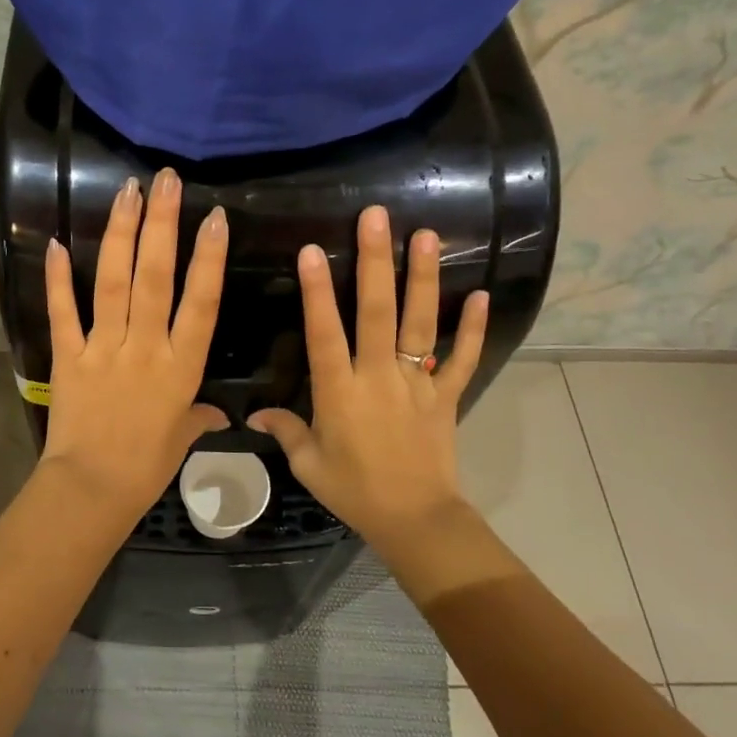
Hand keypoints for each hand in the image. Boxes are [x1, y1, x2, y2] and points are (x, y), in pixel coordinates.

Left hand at [39, 167, 229, 520]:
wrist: (92, 490)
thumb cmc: (146, 467)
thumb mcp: (181, 439)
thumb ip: (199, 417)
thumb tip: (220, 415)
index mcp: (181, 366)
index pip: (201, 302)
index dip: (209, 258)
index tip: (215, 218)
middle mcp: (145, 347)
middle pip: (156, 278)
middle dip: (162, 225)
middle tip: (166, 181)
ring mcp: (104, 348)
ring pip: (114, 283)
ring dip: (121, 235)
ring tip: (128, 192)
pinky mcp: (69, 356)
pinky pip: (63, 312)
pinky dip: (58, 279)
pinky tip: (59, 243)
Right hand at [248, 204, 487, 545]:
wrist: (415, 519)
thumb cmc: (354, 491)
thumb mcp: (309, 464)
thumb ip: (285, 430)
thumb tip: (255, 413)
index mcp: (340, 392)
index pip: (324, 333)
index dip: (317, 292)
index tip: (312, 250)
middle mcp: (378, 377)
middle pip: (377, 313)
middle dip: (375, 262)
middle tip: (375, 217)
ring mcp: (417, 382)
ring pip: (419, 323)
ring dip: (423, 278)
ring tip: (426, 235)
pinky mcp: (445, 395)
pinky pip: (461, 358)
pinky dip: (471, 328)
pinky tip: (481, 294)